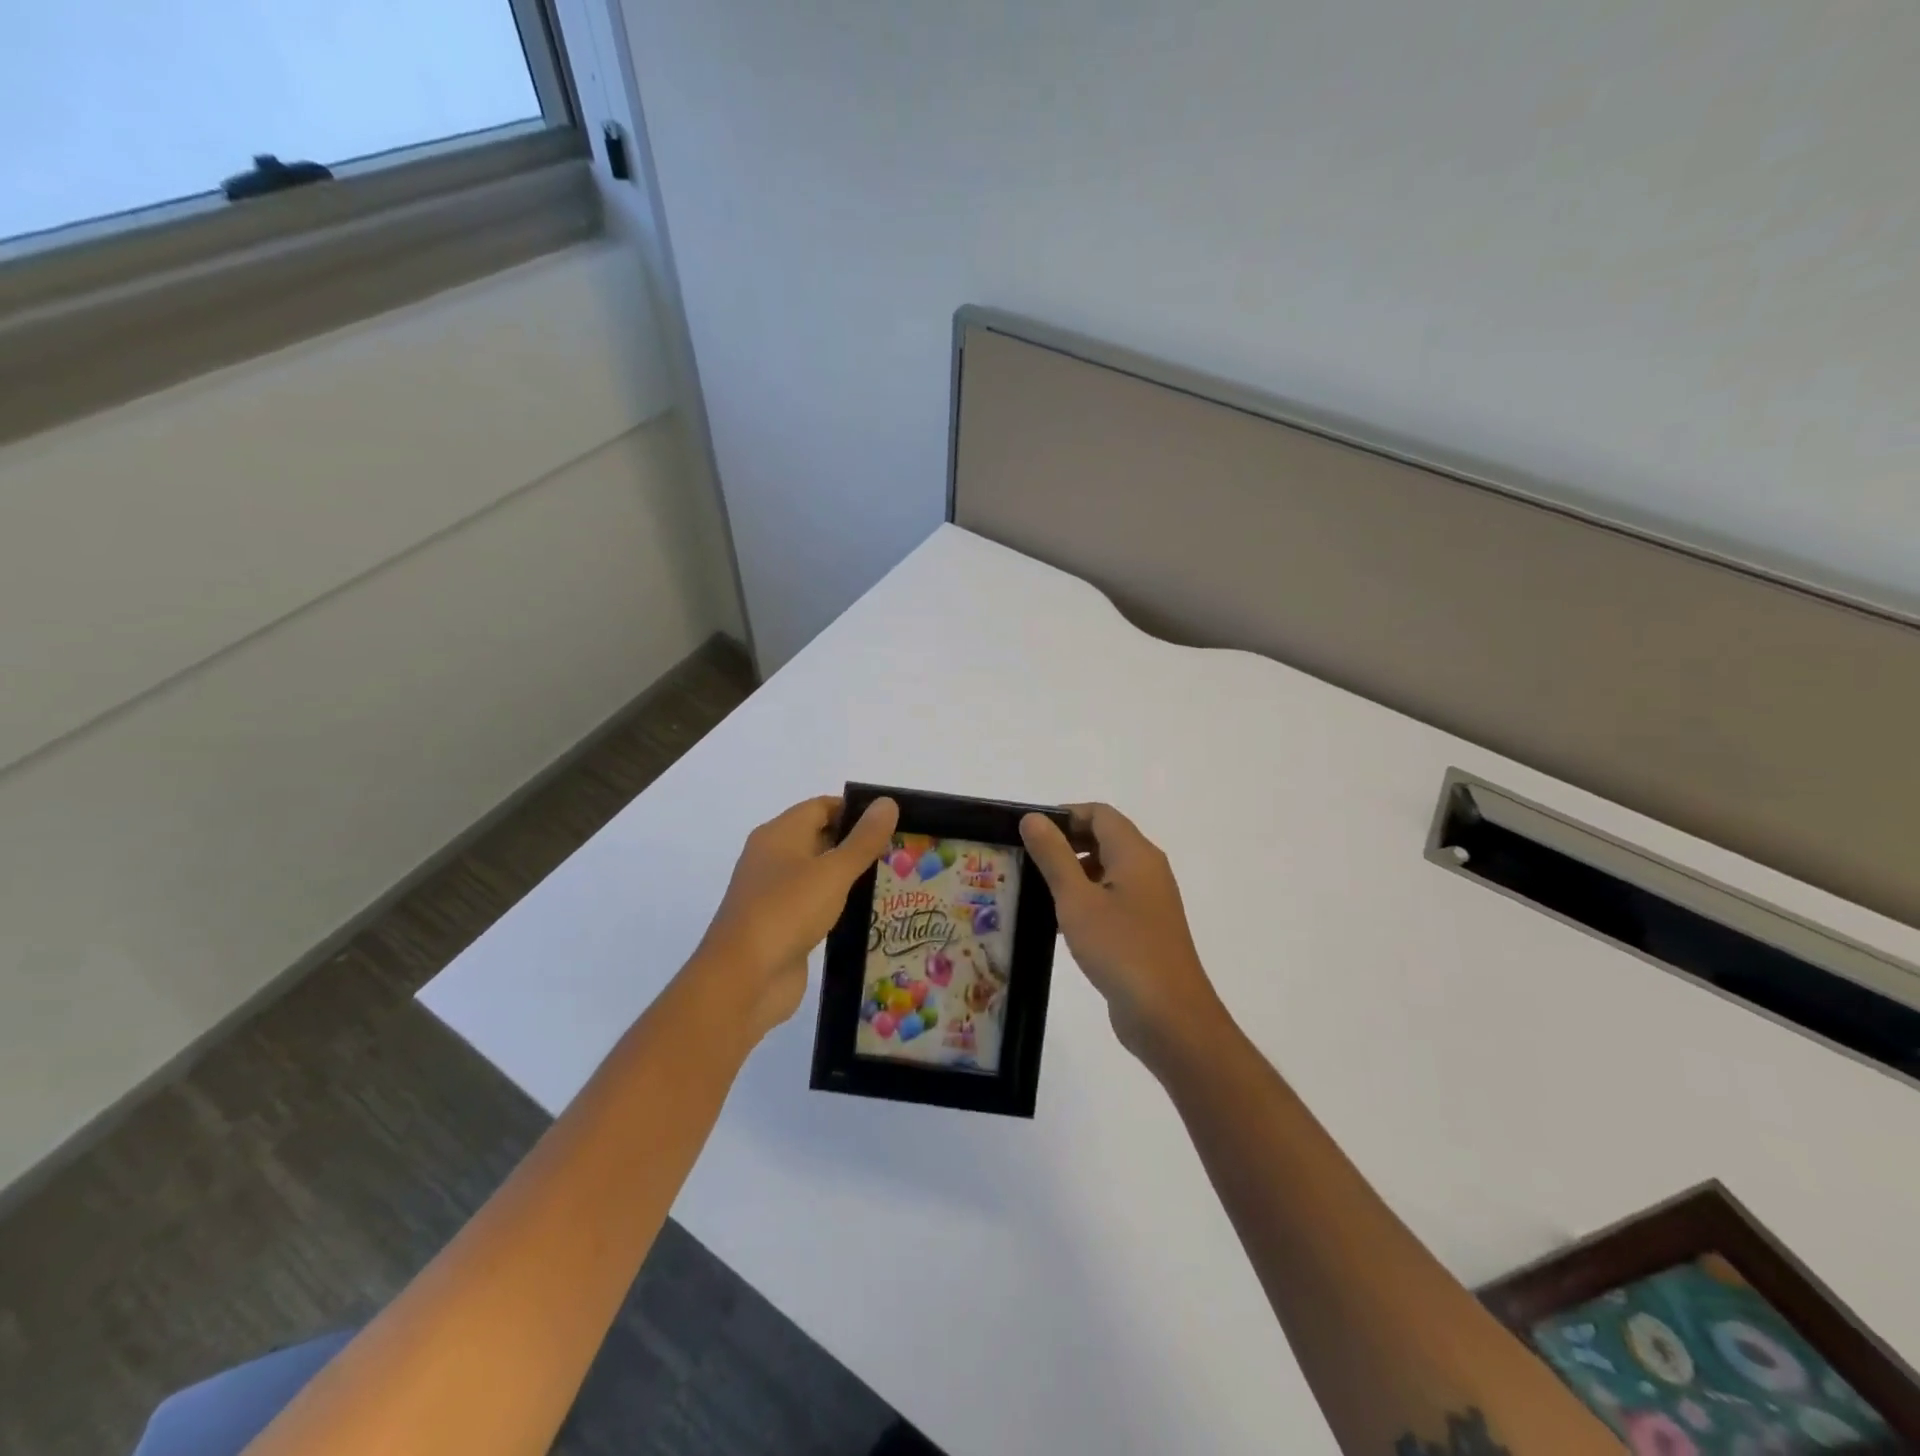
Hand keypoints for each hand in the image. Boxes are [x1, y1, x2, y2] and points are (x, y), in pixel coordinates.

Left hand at [693, 794, 898, 1040]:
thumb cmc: (787, 911)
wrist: (743, 980)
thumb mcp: (833, 871)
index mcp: (779, 834)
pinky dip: (838, 903)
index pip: (821, 807)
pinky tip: (868, 911)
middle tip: (900, 850)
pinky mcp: (782, 925)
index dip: (855, 810)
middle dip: (856, 842)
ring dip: (849, 875)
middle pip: (819, 837)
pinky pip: (815, 903)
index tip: (892, 822)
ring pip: (818, 873)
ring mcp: (775, 894)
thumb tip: (887, 802)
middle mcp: (773, 858)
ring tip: (893, 878)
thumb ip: (863, 840)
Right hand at [1020, 803, 1229, 1068]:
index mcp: (1135, 853)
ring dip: (1073, 873)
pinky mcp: (1145, 929)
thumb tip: (1033, 818)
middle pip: (1104, 838)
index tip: (1030, 832)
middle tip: (1026, 859)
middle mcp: (1147, 869)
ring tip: (1035, 890)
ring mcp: (1149, 901)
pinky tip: (1060, 923)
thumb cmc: (1121, 949)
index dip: (1064, 815)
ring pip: (1107, 870)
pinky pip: (1112, 899)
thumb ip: (1053, 856)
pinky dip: (1086, 899)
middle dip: (1066, 843)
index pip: (1099, 814)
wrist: (1169, 1017)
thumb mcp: (1077, 899)